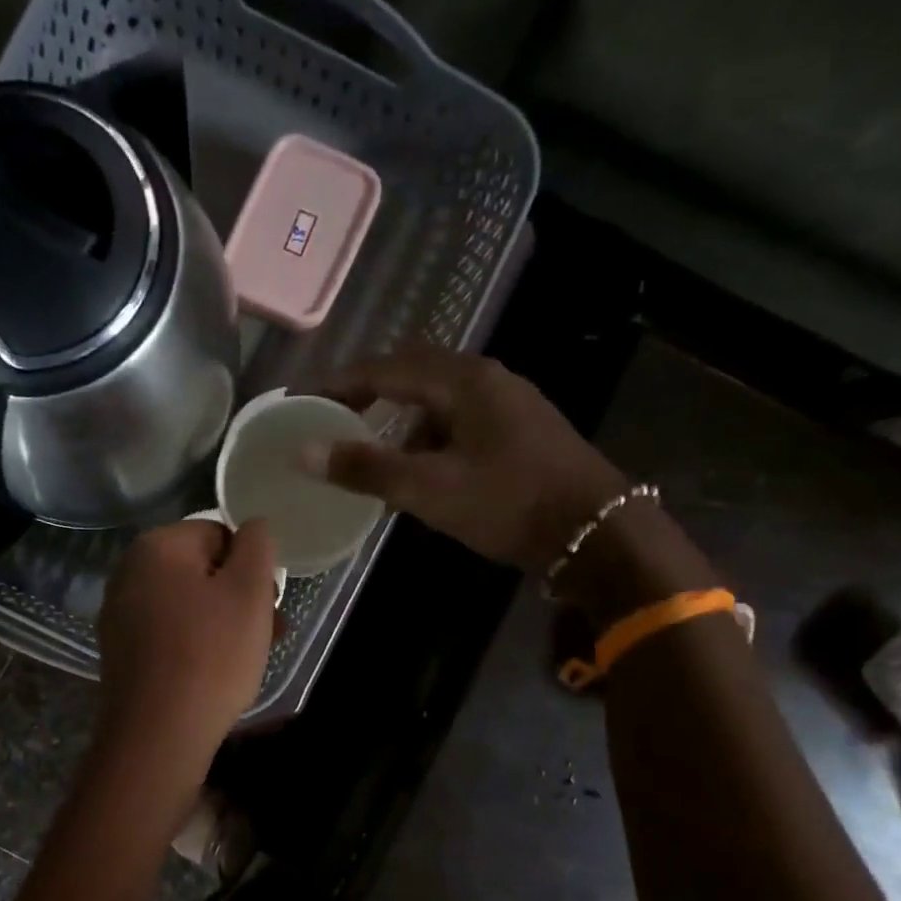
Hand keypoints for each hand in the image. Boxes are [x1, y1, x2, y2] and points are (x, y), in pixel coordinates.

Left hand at [95, 518, 278, 776]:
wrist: (157, 735)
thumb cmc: (211, 654)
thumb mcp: (248, 591)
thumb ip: (256, 545)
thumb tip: (252, 525)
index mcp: (156, 546)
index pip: (219, 534)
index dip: (251, 566)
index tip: (267, 603)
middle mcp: (129, 572)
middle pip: (202, 570)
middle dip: (240, 596)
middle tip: (269, 632)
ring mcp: (120, 613)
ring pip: (188, 604)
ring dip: (225, 622)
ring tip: (253, 656)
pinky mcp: (121, 651)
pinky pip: (170, 632)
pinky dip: (197, 643)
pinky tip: (218, 672)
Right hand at [300, 350, 628, 570]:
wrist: (597, 532)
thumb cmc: (510, 503)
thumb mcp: (430, 489)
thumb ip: (366, 468)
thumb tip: (304, 452)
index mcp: (463, 381)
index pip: (385, 368)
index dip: (339, 384)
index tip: (303, 402)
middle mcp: (485, 379)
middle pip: (411, 373)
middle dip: (368, 394)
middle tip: (332, 418)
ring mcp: (506, 403)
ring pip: (436, 399)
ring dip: (400, 420)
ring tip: (372, 455)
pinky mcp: (518, 430)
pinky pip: (457, 421)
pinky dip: (427, 438)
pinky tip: (420, 473)